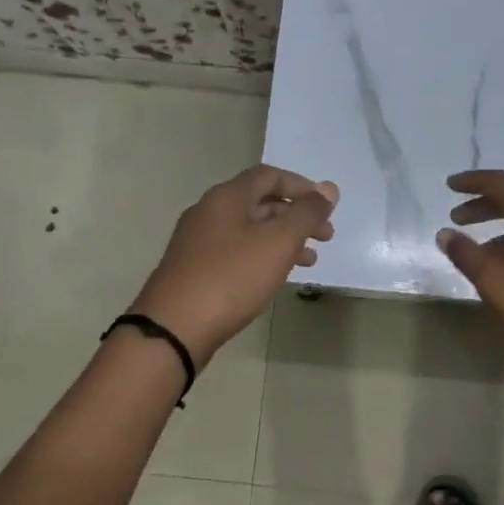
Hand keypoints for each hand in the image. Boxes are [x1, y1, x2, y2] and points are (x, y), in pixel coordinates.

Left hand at [131, 165, 337, 364]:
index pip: (269, 176)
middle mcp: (209, 212)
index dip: (301, 187)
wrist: (174, 328)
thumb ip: (307, 213)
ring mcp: (198, 241)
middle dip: (296, 216)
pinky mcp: (194, 269)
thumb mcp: (278, 242)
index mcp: (227, 197)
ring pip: (249, 230)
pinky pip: (236, 251)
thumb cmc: (231, 277)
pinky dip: (262, 256)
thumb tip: (329, 189)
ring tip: (309, 260)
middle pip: (260, 202)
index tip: (326, 207)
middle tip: (325, 237)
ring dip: (282, 239)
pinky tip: (275, 277)